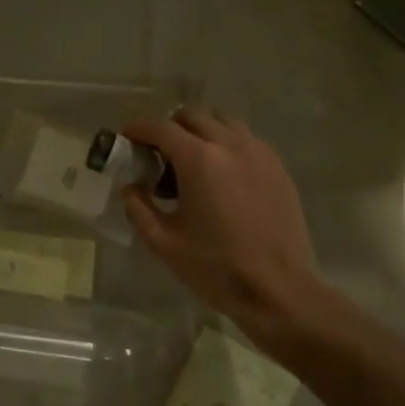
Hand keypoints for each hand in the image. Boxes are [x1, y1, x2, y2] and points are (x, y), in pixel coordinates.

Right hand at [122, 108, 327, 346]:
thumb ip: (138, 208)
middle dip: (169, 127)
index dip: (138, 129)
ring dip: (201, 131)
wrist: (278, 289)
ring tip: (192, 161)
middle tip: (158, 154)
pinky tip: (222, 176)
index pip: (160, 127)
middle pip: (193, 116)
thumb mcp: (163, 242)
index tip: (126, 138)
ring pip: (223, 123)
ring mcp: (259, 154)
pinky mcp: (278, 169)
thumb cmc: (215, 267)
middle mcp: (230, 145)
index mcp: (199, 160)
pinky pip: (247, 141)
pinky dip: (227, 145)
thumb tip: (131, 187)